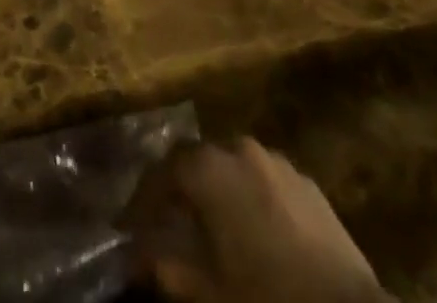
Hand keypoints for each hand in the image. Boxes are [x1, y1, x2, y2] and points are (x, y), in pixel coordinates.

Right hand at [128, 138, 383, 302]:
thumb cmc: (265, 297)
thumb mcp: (206, 292)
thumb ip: (165, 268)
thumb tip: (135, 256)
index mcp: (209, 168)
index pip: (161, 171)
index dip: (142, 200)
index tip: (128, 226)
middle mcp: (239, 148)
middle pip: (198, 161)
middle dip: (180, 189)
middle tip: (168, 222)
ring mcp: (277, 162)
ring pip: (233, 168)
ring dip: (217, 191)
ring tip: (210, 227)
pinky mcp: (308, 183)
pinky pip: (265, 182)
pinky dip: (249, 199)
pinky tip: (253, 232)